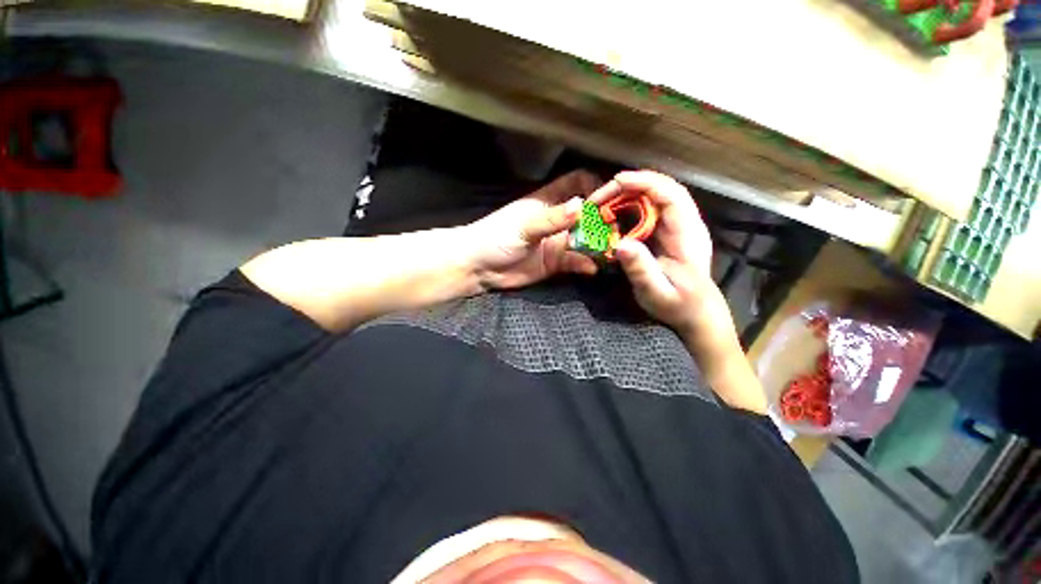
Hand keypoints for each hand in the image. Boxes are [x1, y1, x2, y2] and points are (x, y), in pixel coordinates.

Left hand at [467, 170, 602, 289]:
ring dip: (598, 244)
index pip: (576, 182)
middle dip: (603, 218)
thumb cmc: (496, 237)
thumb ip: (552, 218)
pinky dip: (585, 264)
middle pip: (587, 213)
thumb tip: (582, 205)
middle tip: (620, 227)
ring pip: (585, 239)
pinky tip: (591, 268)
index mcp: (548, 201)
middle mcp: (557, 219)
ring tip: (611, 249)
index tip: (613, 195)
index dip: (594, 185)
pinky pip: (575, 262)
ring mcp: (557, 242)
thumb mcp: (524, 226)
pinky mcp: (555, 263)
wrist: (479, 267)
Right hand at [587, 171, 721, 336]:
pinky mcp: (667, 232)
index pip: (671, 195)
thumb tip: (620, 244)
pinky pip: (647, 211)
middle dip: (627, 188)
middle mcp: (685, 223)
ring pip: (652, 198)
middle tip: (597, 200)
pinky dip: (627, 209)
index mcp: (688, 234)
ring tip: (600, 207)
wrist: (696, 314)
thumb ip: (640, 269)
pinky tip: (611, 218)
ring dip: (625, 197)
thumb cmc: (679, 306)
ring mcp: (677, 226)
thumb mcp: (656, 293)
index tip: (617, 181)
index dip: (645, 182)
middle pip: (660, 190)